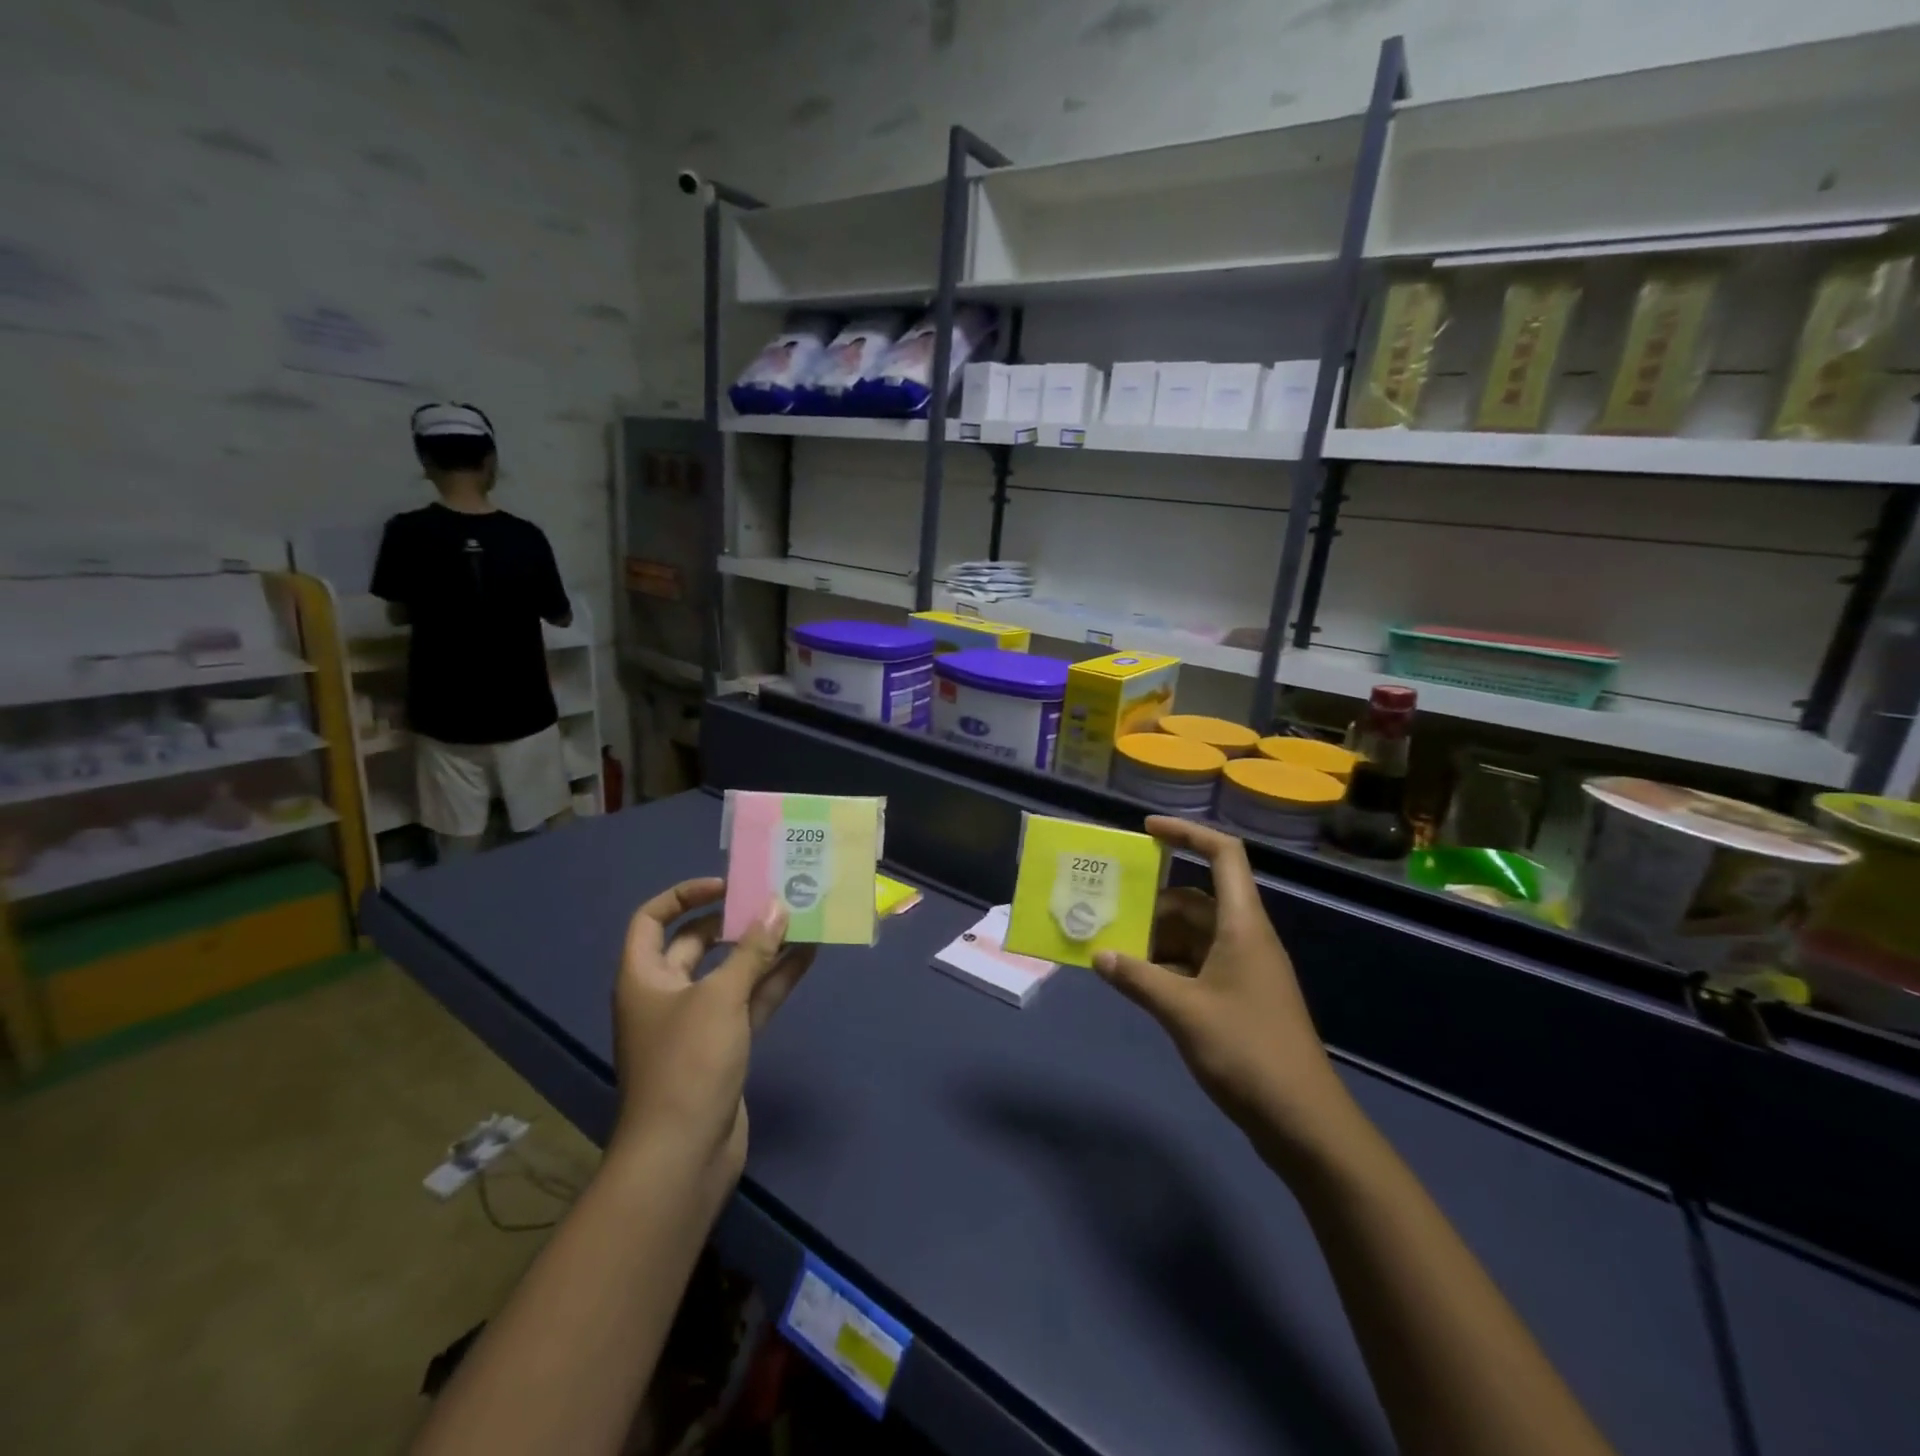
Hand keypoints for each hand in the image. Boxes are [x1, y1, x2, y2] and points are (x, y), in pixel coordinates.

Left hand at [611, 878, 814, 1187]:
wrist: (681, 1156)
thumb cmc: (687, 1064)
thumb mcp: (720, 997)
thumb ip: (752, 950)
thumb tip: (777, 906)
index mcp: (644, 976)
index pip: (653, 919)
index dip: (685, 895)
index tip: (727, 886)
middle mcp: (666, 994)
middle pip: (697, 943)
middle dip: (735, 921)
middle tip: (774, 900)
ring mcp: (696, 1022)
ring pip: (731, 972)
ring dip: (763, 949)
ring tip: (801, 920)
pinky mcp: (723, 1046)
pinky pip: (749, 1001)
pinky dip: (773, 980)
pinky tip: (807, 957)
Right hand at [1092, 818, 1357, 1163]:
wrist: (1303, 1123)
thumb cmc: (1247, 1051)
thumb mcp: (1183, 1011)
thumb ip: (1137, 979)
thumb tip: (1099, 955)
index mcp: (1242, 925)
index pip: (1222, 855)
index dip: (1186, 833)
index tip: (1146, 830)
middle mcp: (1245, 938)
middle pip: (1195, 900)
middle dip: (1151, 903)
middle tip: (1105, 909)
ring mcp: (1243, 970)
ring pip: (1191, 936)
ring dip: (1153, 940)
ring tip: (1110, 948)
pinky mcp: (1238, 999)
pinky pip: (1194, 966)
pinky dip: (1165, 968)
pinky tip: (1135, 983)